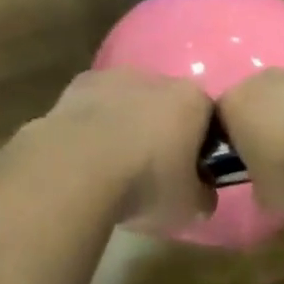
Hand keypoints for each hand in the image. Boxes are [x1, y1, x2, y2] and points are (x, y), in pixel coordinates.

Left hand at [32, 69, 216, 230]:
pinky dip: (93, 125)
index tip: (188, 175)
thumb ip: (203, 196)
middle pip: (167, 105)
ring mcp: (114, 76)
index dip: (200, 148)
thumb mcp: (188, 207)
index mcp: (192, 100)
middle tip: (150, 172)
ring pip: (128, 102)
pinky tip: (84, 155)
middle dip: (162, 132)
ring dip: (125, 125)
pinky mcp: (78, 84)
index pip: (208, 120)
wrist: (75, 169)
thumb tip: (202, 194)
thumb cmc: (145, 183)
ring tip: (111, 166)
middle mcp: (157, 78)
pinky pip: (95, 106)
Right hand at [217, 69, 283, 220]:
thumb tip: (267, 184)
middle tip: (281, 162)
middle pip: (258, 104)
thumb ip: (259, 186)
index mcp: (233, 104)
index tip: (246, 169)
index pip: (221, 122)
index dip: (233, 146)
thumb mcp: (266, 197)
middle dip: (267, 128)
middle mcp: (262, 80)